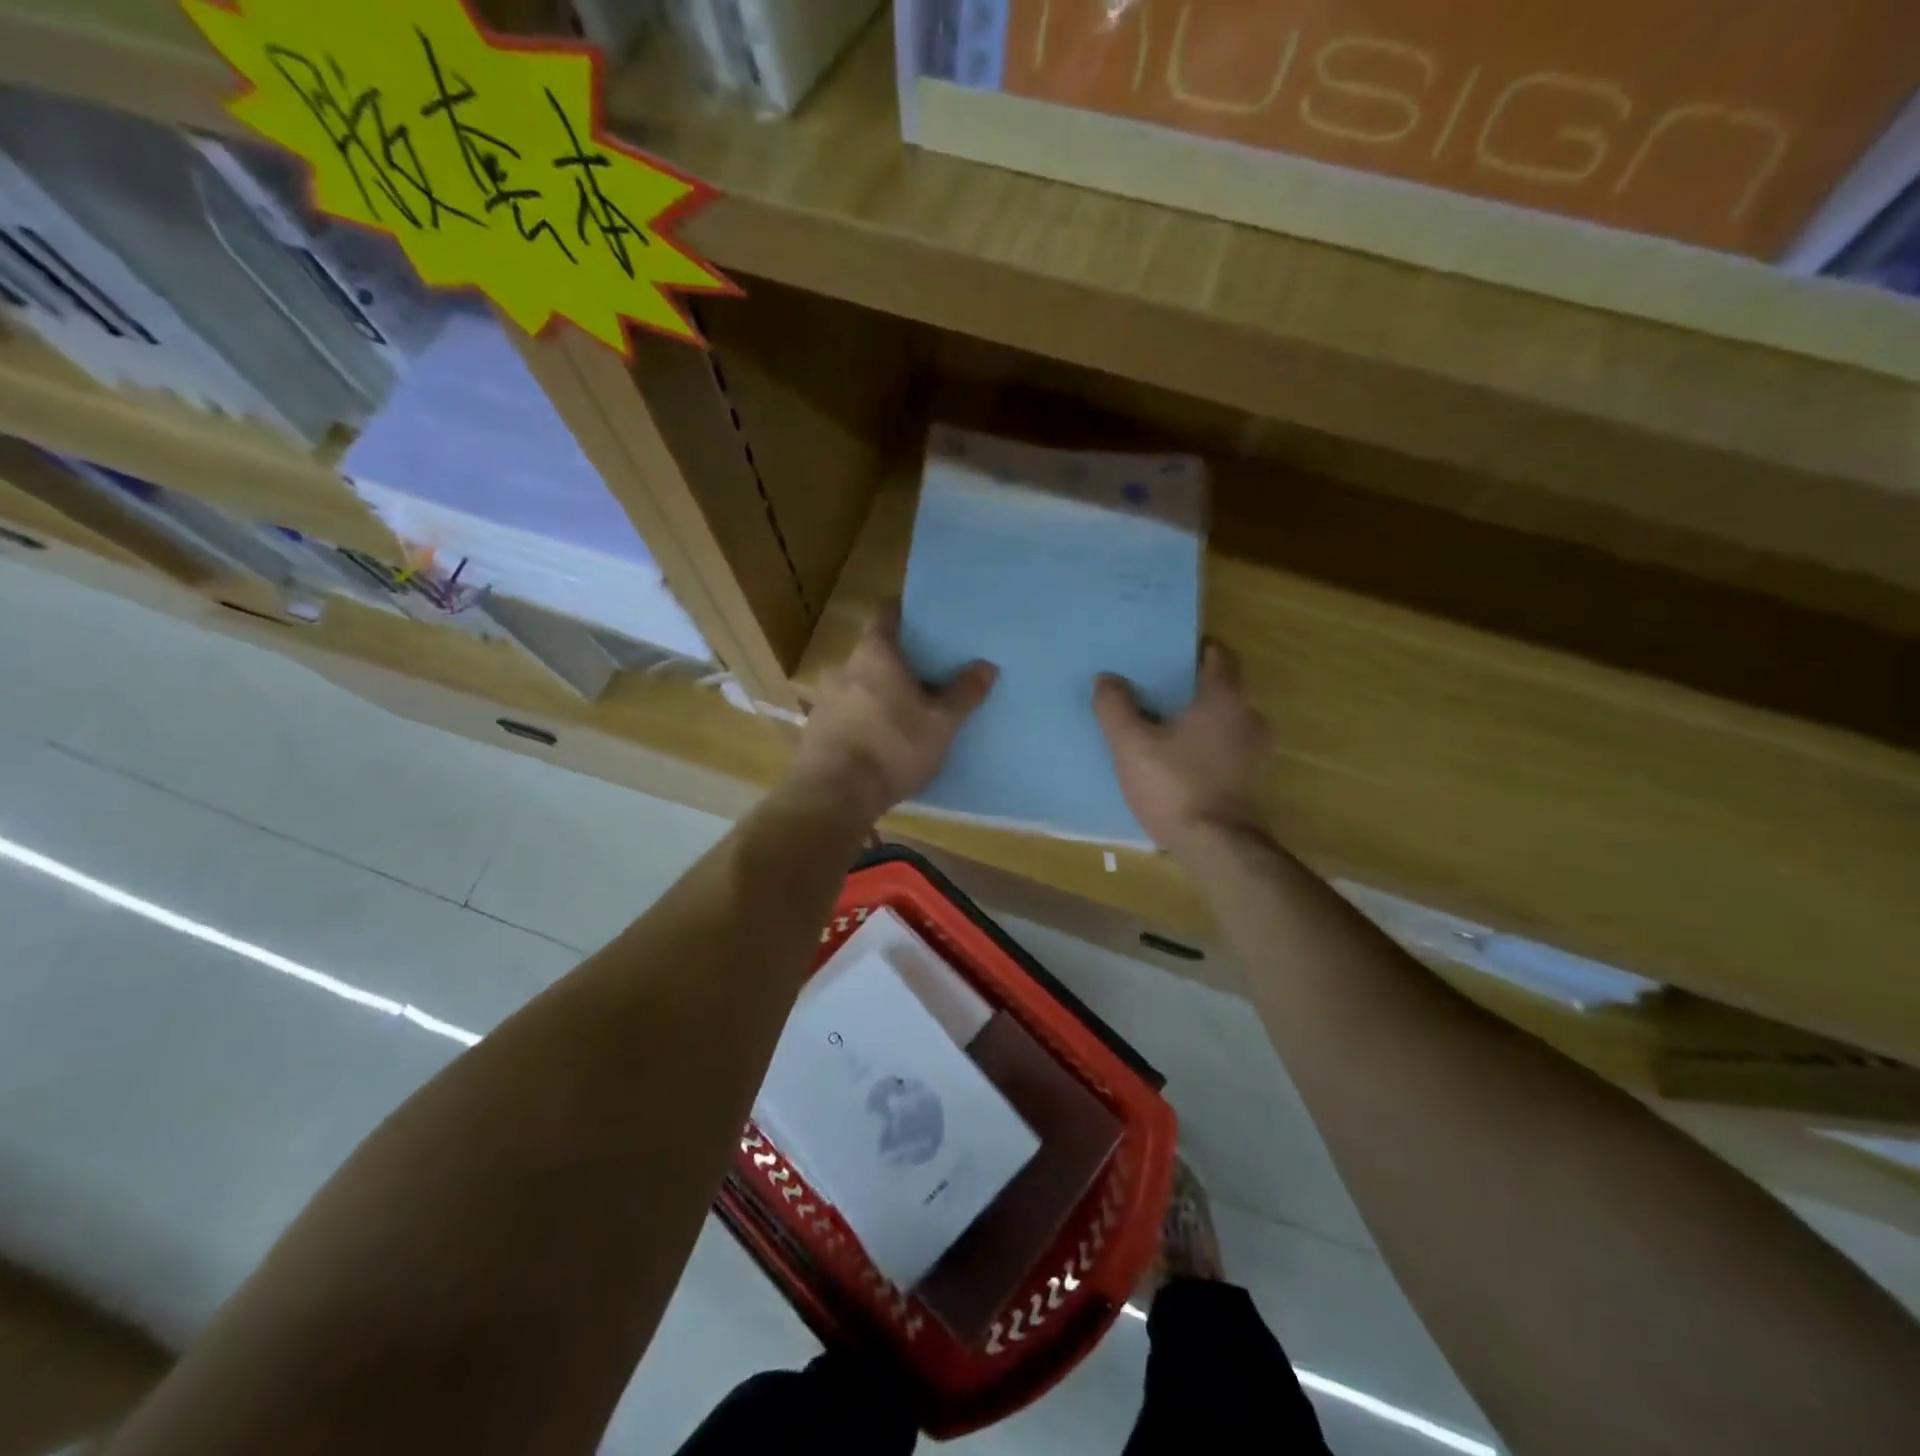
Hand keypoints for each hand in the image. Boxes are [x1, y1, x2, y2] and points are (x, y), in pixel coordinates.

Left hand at [790, 603, 996, 822]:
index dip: (904, 612)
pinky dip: (863, 718)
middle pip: (872, 652)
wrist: (833, 795)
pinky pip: (845, 713)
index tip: (923, 620)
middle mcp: (843, 668)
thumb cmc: (891, 747)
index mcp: (874, 653)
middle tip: (925, 674)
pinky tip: (880, 739)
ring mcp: (824, 699)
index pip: (884, 613)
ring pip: (857, 684)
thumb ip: (964, 693)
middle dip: (896, 661)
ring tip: (905, 711)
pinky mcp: (815, 730)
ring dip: (878, 692)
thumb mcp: (940, 723)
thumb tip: (986, 665)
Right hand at [1094, 642, 1271, 861]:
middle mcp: (1251, 718)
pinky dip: (1209, 749)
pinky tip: (1182, 764)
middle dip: (1192, 690)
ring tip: (1166, 731)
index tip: (1168, 655)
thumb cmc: (1175, 787)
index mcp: (1225, 699)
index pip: (1219, 656)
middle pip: (1222, 690)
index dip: (1194, 651)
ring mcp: (1259, 752)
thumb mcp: (1131, 746)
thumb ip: (1115, 708)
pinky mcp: (1255, 780)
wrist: (1217, 849)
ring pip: (1227, 722)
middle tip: (1158, 695)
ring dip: (1201, 723)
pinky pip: (1230, 750)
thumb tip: (1106, 679)